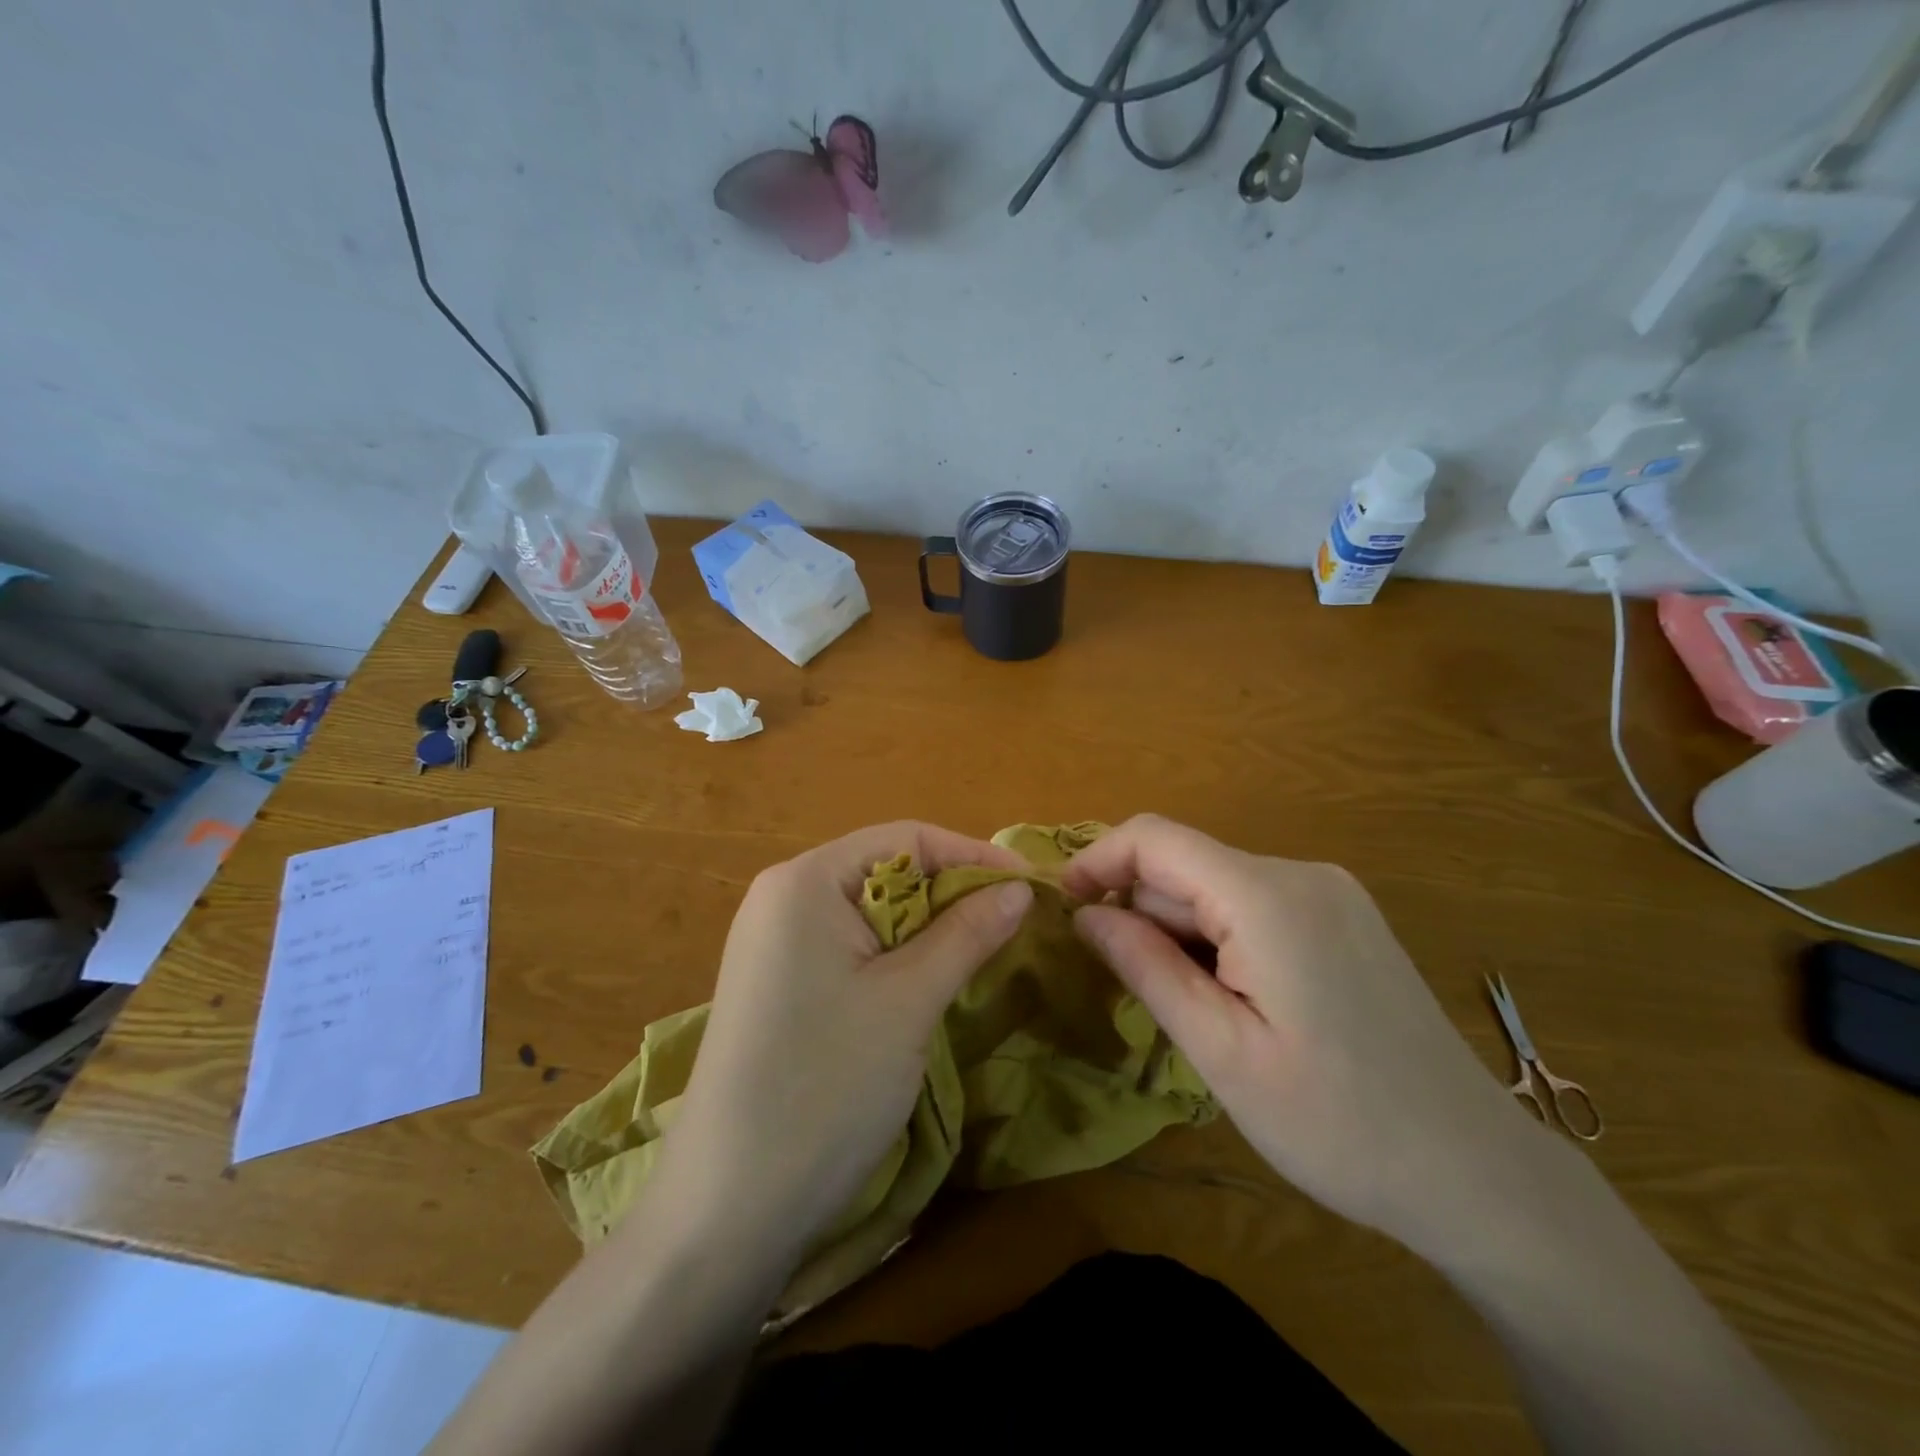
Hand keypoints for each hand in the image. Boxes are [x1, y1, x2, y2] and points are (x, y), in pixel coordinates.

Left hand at [657, 822, 1031, 1264]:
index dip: (972, 855)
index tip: (1029, 886)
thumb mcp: (909, 1001)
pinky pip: (849, 946)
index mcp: (805, 881)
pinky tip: (927, 984)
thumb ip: (967, 933)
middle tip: (1012, 924)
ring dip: (928, 928)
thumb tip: (1018, 888)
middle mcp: (782, 896)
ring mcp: (773, 942)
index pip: (904, 838)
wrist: (728, 1209)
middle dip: (951, 893)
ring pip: (871, 911)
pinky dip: (896, 956)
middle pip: (885, 870)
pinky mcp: (777, 982)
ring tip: (981, 952)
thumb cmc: (825, 1087)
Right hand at [1063, 815, 1540, 1253]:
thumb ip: (1146, 968)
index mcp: (1267, 897)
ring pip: (1216, 887)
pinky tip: (1236, 1002)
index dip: (1098, 860)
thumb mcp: (1221, 1053)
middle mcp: (1300, 873)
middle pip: (1185, 866)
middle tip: (1132, 992)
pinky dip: (1220, 939)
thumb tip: (1085, 914)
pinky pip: (1253, 905)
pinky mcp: (1343, 917)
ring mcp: (1330, 892)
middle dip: (1143, 915)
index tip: (1064, 909)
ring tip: (1196, 1014)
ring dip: (1182, 934)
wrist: (1475, 1172)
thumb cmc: (1337, 1124)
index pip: (1154, 837)